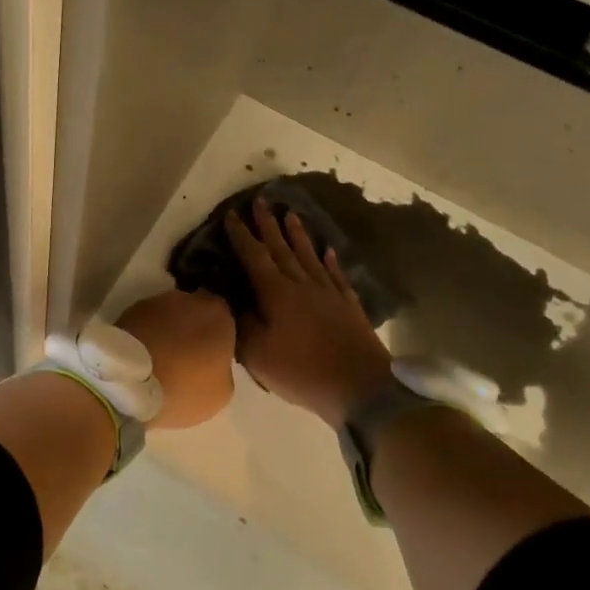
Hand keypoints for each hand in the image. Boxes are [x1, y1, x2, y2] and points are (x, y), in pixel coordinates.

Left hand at [115, 288, 236, 428]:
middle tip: (187, 355)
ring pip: (169, 314)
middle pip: (195, 311)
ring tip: (160, 356)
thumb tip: (213, 361)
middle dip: (192, 328)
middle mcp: (189, 299)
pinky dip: (147, 333)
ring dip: (167, 329)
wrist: (131, 381)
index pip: (225, 318)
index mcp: (219, 315)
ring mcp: (156, 301)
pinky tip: (143, 354)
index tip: (212, 355)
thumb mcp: (221, 391)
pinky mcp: (129, 309)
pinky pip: (146, 321)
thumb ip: (222, 366)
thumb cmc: (185, 387)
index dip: (218, 336)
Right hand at [224, 196, 394, 427]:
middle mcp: (302, 284)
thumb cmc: (301, 370)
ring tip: (291, 214)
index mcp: (276, 293)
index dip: (242, 235)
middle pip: (282, 248)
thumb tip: (228, 300)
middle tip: (261, 201)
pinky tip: (329, 250)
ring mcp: (329, 293)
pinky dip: (330, 261)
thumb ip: (240, 324)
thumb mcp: (258, 353)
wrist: (361, 387)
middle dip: (268, 225)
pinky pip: (337, 275)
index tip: (232, 214)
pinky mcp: (349, 306)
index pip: (254, 256)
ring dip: (298, 235)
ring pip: (309, 256)